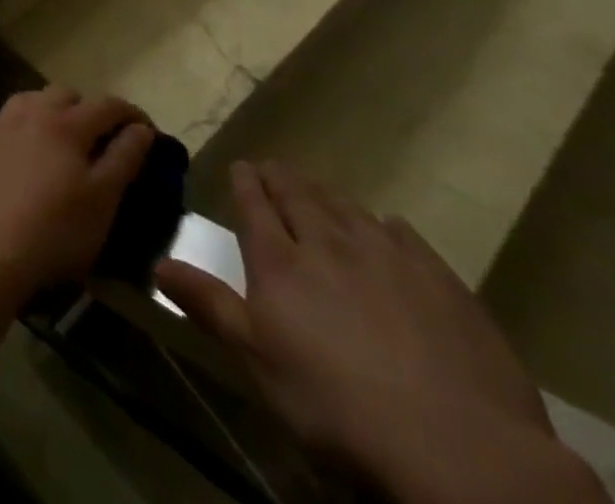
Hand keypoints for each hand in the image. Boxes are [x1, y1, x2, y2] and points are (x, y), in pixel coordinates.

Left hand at [0, 87, 155, 298]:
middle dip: (88, 110)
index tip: (147, 131)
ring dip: (51, 112)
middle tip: (100, 140)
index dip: (132, 114)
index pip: (107, 105)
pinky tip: (23, 156)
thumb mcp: (103, 199)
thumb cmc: (56, 230)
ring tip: (60, 143)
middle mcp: (30, 111)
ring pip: (31, 101)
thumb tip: (141, 129)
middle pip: (65, 94)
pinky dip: (22, 129)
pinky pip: (6, 122)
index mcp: (66, 123)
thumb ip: (124, 157)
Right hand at [157, 162, 593, 498]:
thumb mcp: (257, 360)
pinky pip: (406, 237)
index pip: (255, 206)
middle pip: (299, 198)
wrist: (459, 449)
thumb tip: (156, 263)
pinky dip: (388, 225)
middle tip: (272, 166)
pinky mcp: (442, 282)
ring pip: (349, 210)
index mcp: (279, 262)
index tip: (241, 165)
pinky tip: (389, 226)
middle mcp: (328, 244)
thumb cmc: (337, 406)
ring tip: (320, 189)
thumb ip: (209, 304)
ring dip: (328, 195)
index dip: (245, 183)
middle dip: (281, 178)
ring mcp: (389, 258)